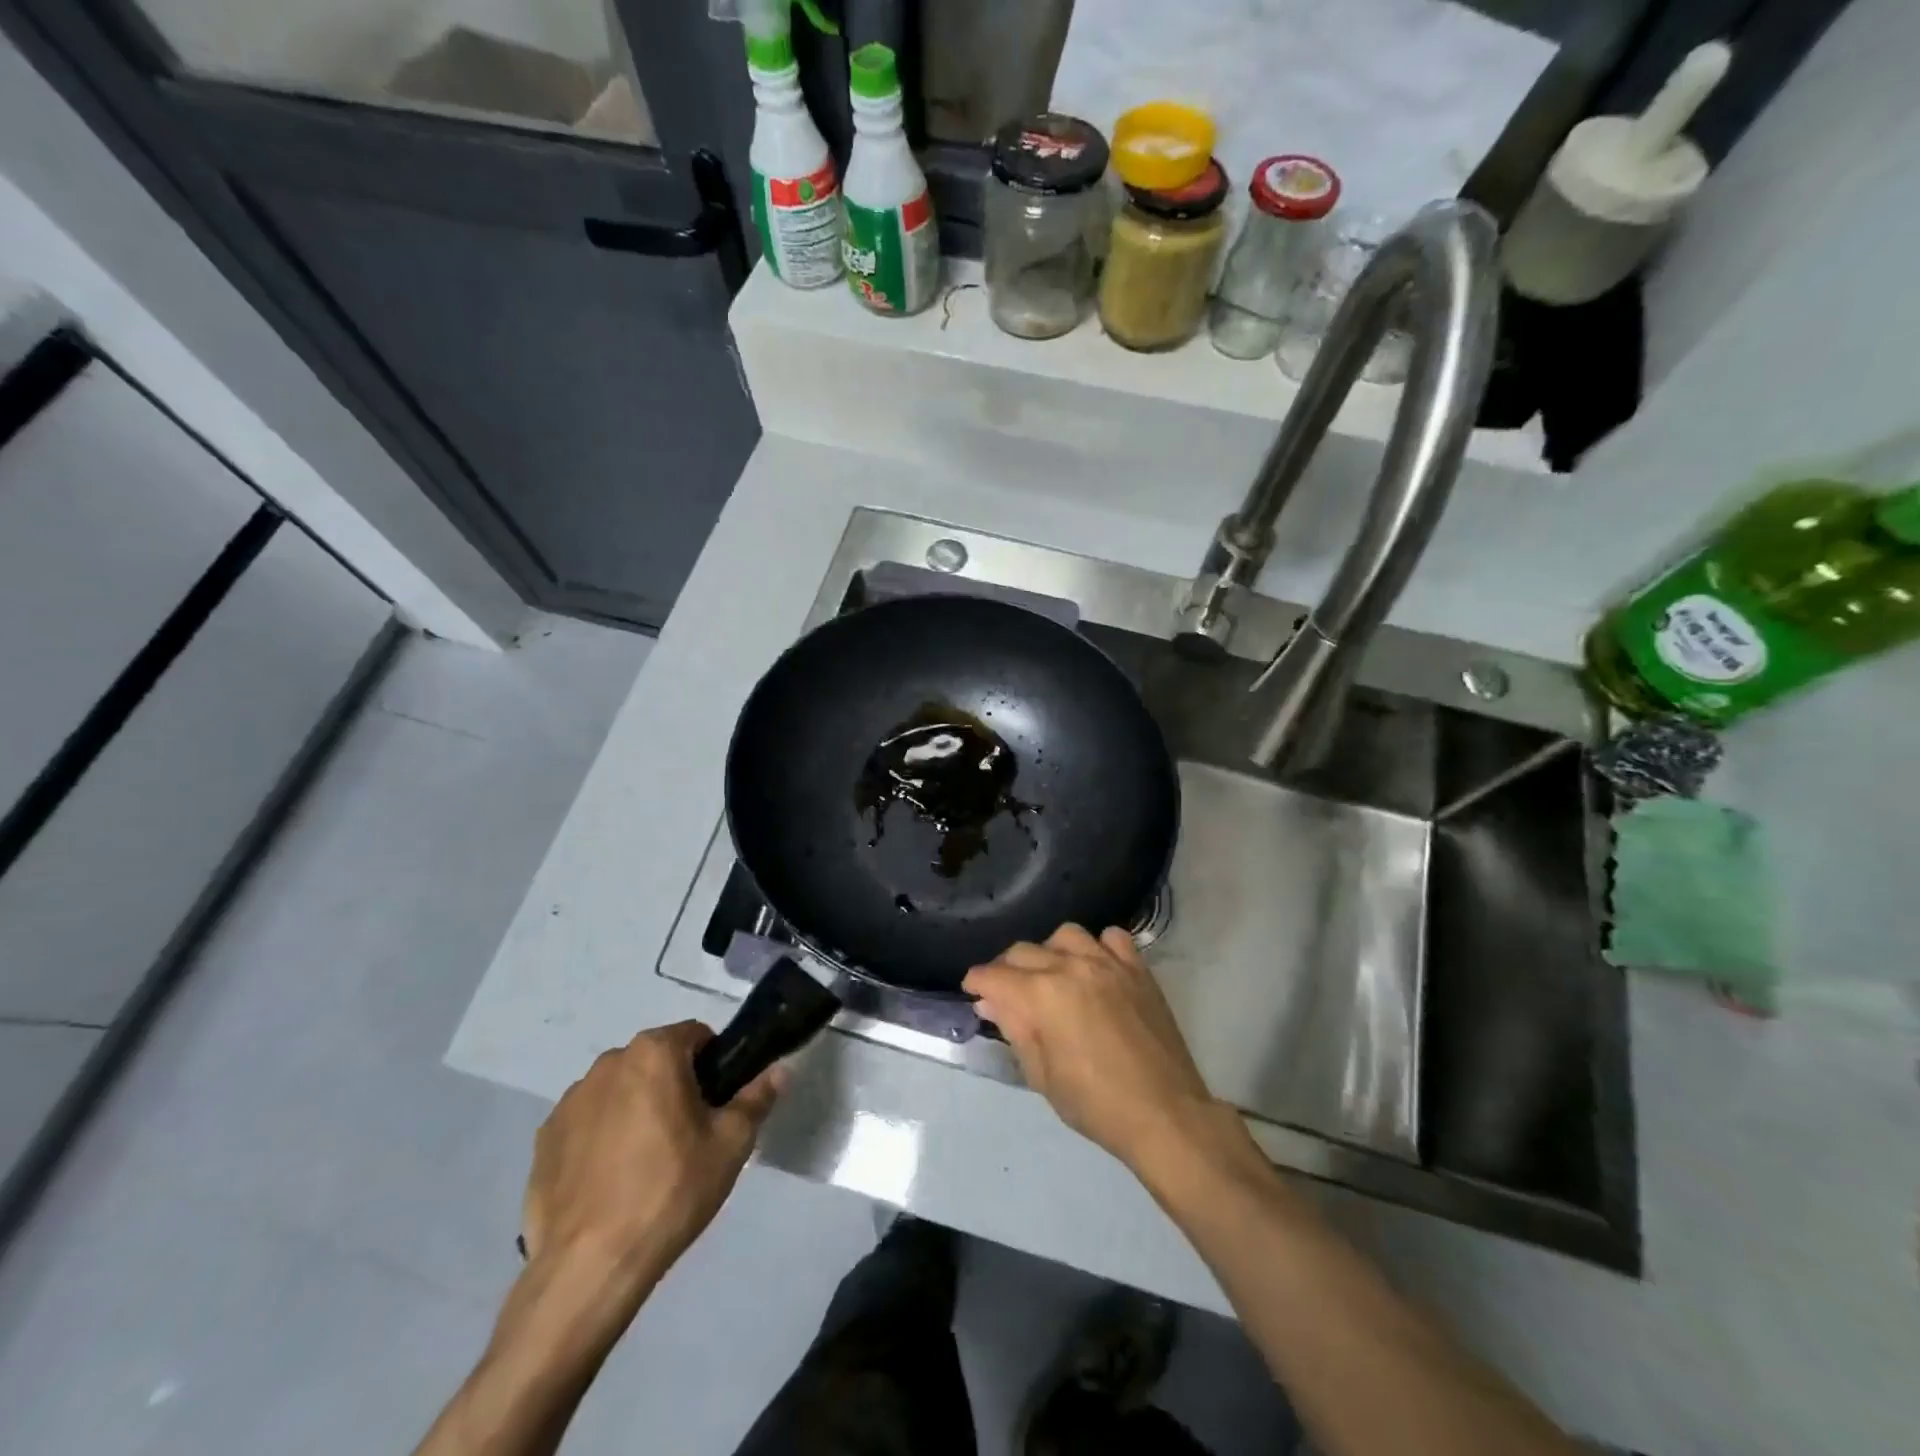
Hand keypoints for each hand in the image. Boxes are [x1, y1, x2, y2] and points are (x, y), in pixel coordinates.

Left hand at [520, 1021, 781, 1299]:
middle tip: (688, 1136)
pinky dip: (601, 1139)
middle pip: (655, 1061)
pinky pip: (586, 1124)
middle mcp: (608, 1063)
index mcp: (654, 1052)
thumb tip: (779, 1070)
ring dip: (635, 1109)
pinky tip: (611, 1182)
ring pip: (619, 1091)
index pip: (696, 1036)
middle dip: (673, 1086)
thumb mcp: (731, 1144)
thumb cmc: (670, 1191)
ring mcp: (569, 1101)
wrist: (589, 1267)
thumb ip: (757, 1098)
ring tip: (646, 1164)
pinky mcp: (544, 1140)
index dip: (714, 1065)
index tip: (718, 1104)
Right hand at [964, 924, 1229, 1175]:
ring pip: (1065, 935)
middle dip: (1006, 969)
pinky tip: (1094, 968)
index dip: (976, 982)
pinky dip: (1097, 947)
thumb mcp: (1041, 1076)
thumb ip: (1014, 1029)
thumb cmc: (1096, 1105)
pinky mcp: (1138, 969)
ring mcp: (1108, 963)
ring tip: (1051, 976)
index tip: (972, 991)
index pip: (994, 975)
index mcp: (1043, 994)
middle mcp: (1072, 966)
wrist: (1165, 1114)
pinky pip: (1112, 938)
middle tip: (1006, 994)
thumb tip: (991, 1000)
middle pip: (1023, 951)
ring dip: (1050, 952)